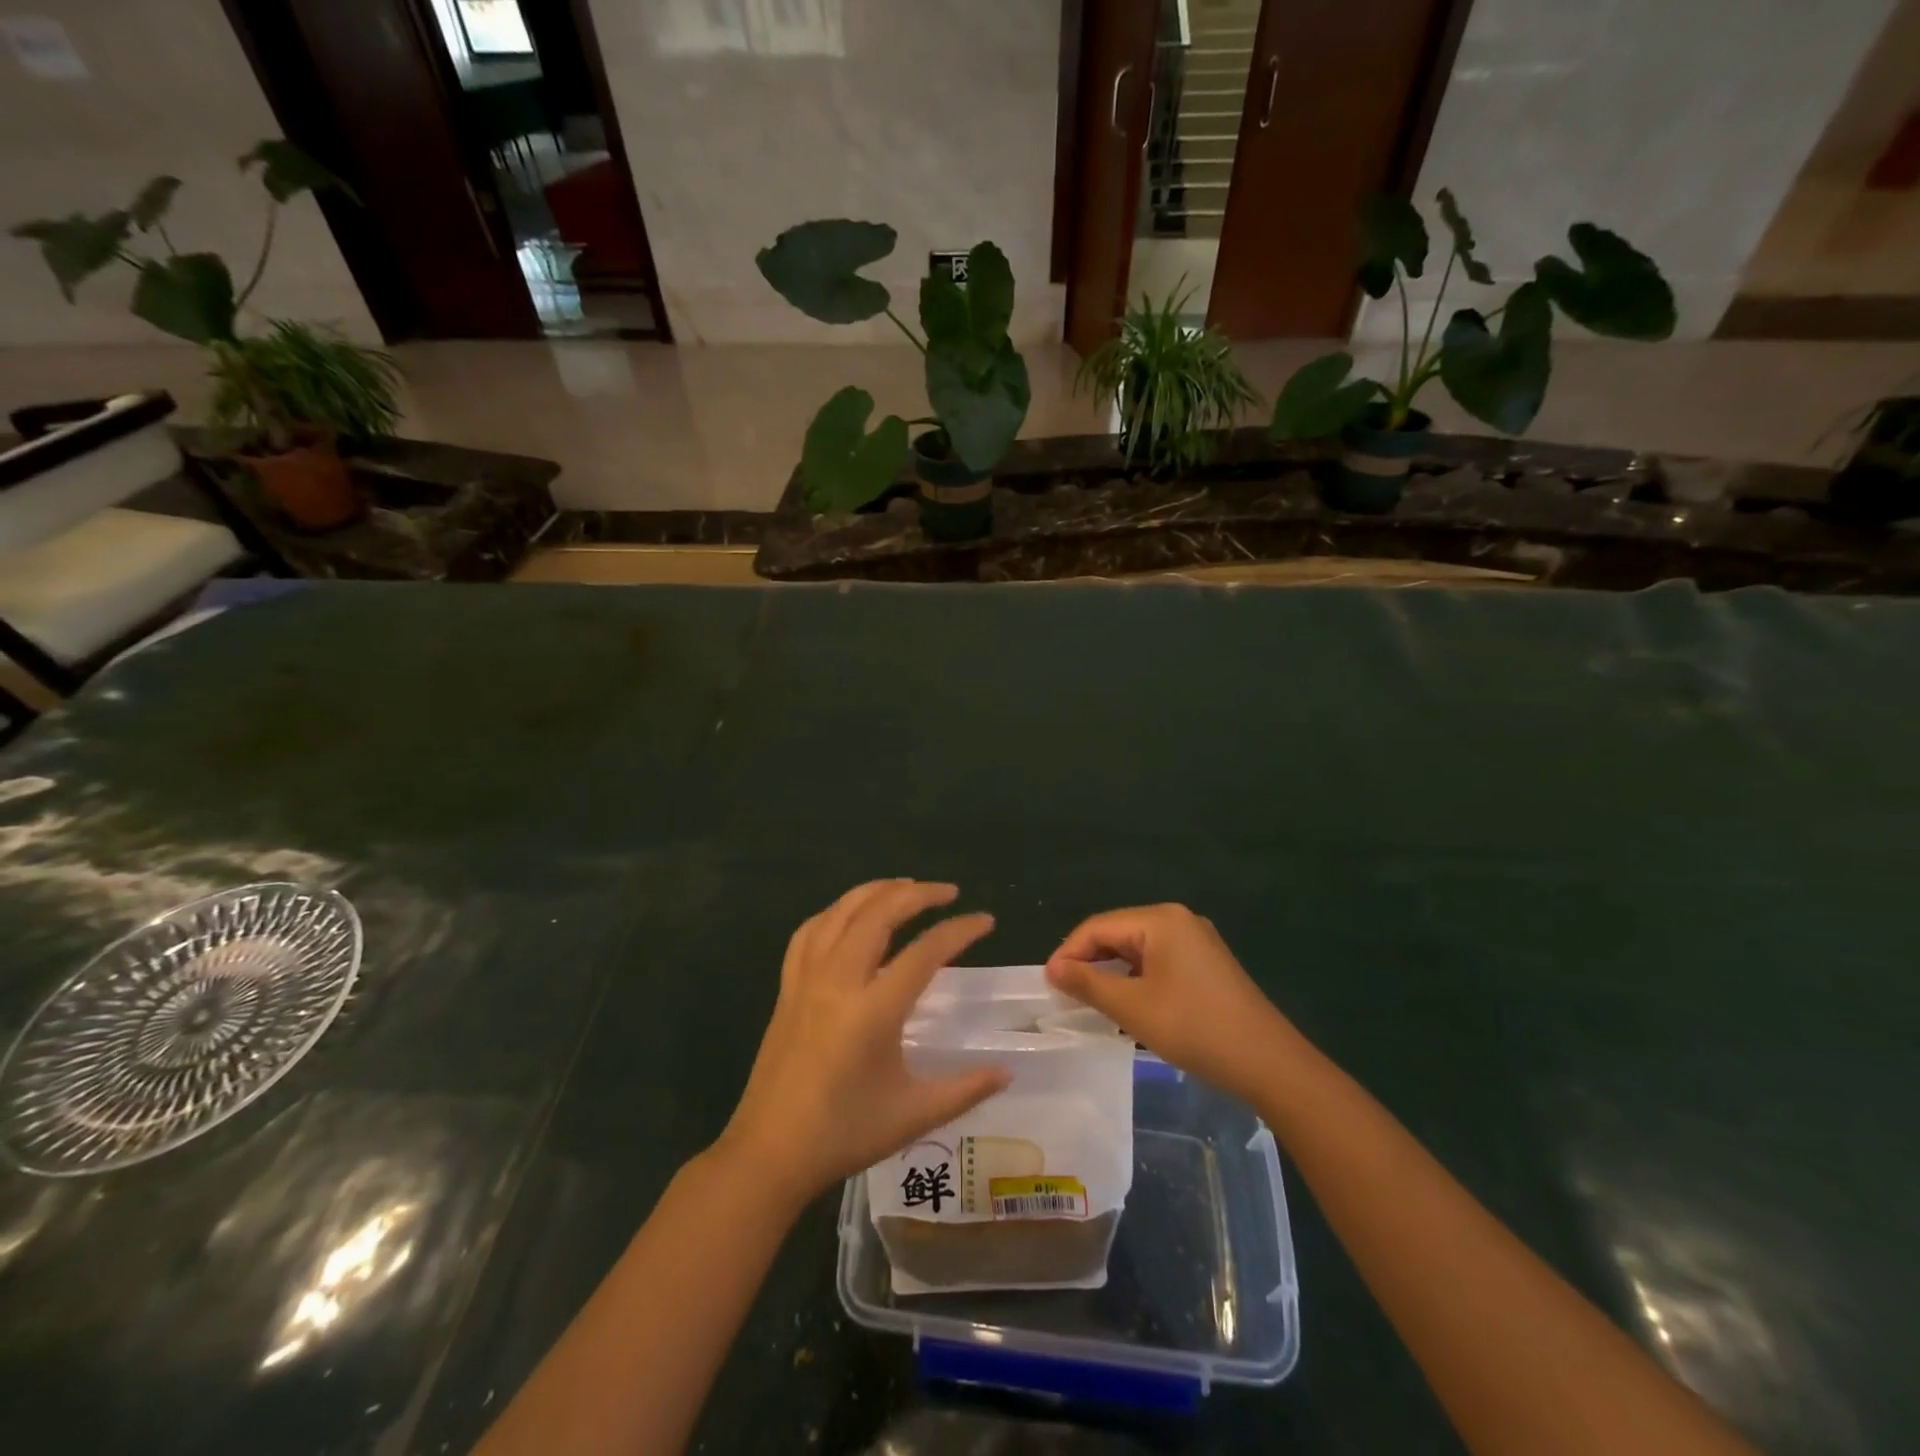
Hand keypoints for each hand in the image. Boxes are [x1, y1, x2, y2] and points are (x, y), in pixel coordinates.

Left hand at [718, 880, 1009, 1207]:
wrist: (769, 1154)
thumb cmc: (843, 1134)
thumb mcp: (913, 1116)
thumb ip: (965, 1089)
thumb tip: (1007, 1072)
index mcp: (874, 1010)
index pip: (925, 952)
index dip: (959, 930)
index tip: (985, 920)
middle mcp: (839, 981)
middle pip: (879, 913)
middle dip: (917, 893)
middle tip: (948, 892)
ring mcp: (807, 980)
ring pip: (841, 913)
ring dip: (875, 892)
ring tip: (904, 888)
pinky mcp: (787, 988)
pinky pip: (808, 933)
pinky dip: (834, 913)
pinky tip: (848, 917)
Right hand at [1046, 904, 1298, 1100]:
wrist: (1269, 1063)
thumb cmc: (1194, 1028)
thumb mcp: (1132, 1008)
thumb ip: (1088, 983)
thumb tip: (1053, 968)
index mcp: (1160, 919)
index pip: (1098, 926)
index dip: (1069, 952)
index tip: (1048, 983)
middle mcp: (1178, 920)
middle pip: (1118, 933)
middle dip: (1089, 961)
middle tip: (1064, 994)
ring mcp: (1196, 941)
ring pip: (1137, 949)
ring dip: (1112, 973)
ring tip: (1089, 1001)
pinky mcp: (1206, 964)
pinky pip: (1158, 961)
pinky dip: (1136, 979)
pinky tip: (1127, 1004)